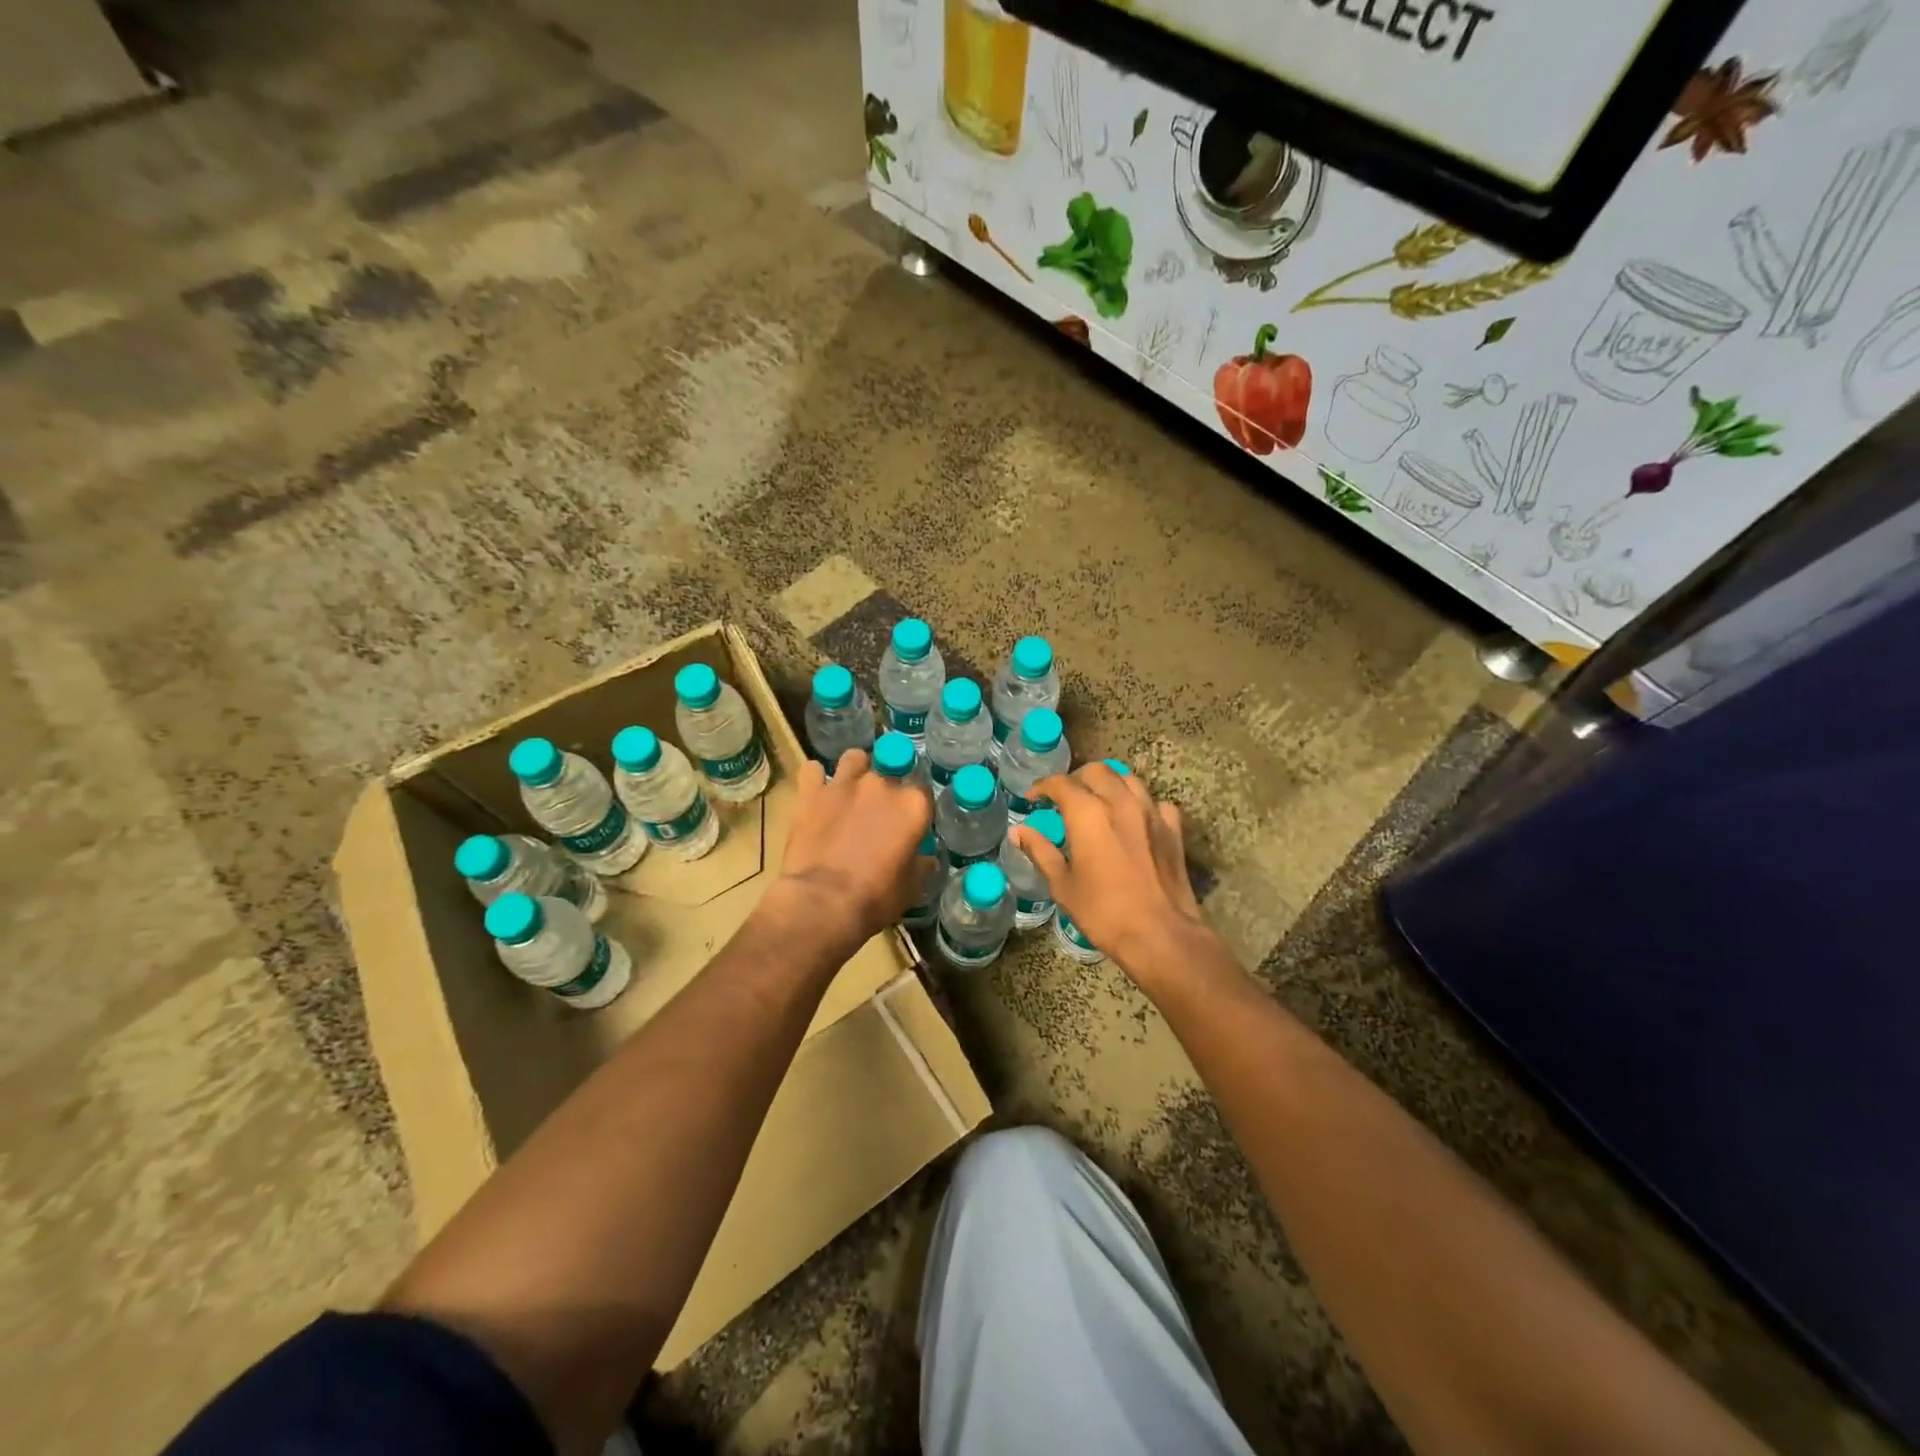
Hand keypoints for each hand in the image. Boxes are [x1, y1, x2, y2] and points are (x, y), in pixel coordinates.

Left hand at [771, 749, 931, 951]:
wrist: (823, 902)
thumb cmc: (875, 897)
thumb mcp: (912, 887)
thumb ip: (922, 864)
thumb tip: (926, 858)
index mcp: (912, 805)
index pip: (923, 793)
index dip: (916, 810)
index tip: (910, 826)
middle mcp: (881, 784)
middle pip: (890, 775)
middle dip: (886, 792)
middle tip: (878, 817)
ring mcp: (844, 784)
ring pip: (854, 759)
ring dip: (855, 771)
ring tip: (850, 791)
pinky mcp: (811, 793)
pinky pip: (812, 771)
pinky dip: (815, 779)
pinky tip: (816, 792)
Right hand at [1011, 762, 1209, 982]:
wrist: (1160, 934)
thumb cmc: (1103, 912)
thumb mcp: (1062, 885)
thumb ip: (1040, 851)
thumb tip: (1018, 831)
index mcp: (1088, 813)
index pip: (1061, 783)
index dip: (1043, 786)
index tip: (1033, 798)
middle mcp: (1120, 802)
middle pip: (1097, 771)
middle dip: (1077, 778)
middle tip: (1065, 798)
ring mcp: (1151, 812)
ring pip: (1128, 780)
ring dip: (1109, 784)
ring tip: (1099, 802)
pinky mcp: (1173, 829)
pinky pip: (1155, 803)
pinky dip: (1141, 804)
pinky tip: (1135, 820)